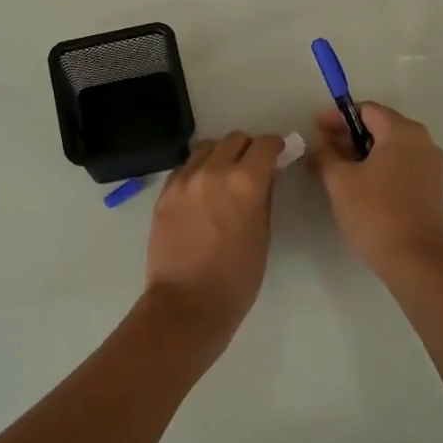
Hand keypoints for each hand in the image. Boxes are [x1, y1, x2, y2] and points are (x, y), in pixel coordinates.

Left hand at [144, 131, 284, 342]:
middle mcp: (213, 171)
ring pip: (206, 147)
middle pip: (234, 138)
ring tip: (223, 176)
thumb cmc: (236, 278)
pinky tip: (201, 191)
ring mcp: (184, 180)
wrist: (187, 304)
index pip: (264, 144)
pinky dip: (198, 170)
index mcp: (245, 182)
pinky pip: (185, 167)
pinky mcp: (165, 193)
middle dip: (248, 148)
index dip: (275, 146)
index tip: (277, 154)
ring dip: (220, 154)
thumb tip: (266, 175)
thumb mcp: (263, 235)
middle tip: (252, 167)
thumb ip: (264, 197)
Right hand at [310, 102, 442, 276]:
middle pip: (380, 126)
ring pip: (391, 147)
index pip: (366, 110)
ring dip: (363, 153)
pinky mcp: (432, 187)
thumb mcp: (340, 181)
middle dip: (349, 136)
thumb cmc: (375, 213)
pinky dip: (379, 167)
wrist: (416, 260)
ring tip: (337, 170)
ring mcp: (431, 165)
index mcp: (403, 132)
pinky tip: (360, 185)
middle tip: (322, 151)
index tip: (315, 129)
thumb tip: (321, 144)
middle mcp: (423, 141)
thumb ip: (325, 155)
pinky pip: (401, 165)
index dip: (337, 117)